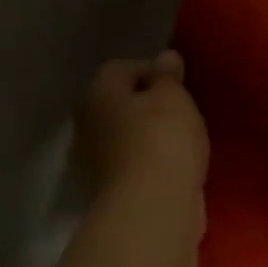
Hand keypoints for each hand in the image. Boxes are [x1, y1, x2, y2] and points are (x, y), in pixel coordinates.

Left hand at [78, 52, 208, 212]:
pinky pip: (131, 164)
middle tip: (181, 114)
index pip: (122, 68)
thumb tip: (164, 57)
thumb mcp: (174, 98)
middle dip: (147, 105)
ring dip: (147, 136)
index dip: (154, 72)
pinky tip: (172, 169)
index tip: (181, 87)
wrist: (151, 210)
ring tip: (181, 143)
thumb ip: (168, 76)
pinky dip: (148, 163)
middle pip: (119, 103)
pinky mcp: (107, 190)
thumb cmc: (163, 141)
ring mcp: (92, 160)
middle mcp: (86, 123)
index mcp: (97, 93)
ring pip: (124, 135)